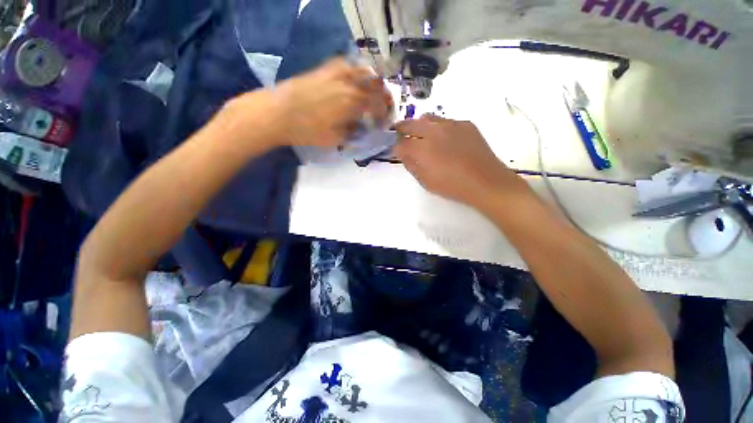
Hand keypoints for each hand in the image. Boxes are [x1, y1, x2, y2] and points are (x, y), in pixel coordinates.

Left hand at [272, 58, 392, 146]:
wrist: (277, 113)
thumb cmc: (307, 131)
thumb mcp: (335, 139)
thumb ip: (353, 132)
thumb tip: (360, 127)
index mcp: (354, 102)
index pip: (379, 105)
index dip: (384, 115)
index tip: (382, 123)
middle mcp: (349, 83)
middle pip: (376, 84)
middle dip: (384, 96)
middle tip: (381, 107)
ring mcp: (336, 72)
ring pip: (364, 70)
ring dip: (372, 82)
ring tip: (370, 94)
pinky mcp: (324, 69)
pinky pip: (346, 64)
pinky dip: (355, 72)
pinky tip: (352, 82)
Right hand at [394, 115, 529, 207]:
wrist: (486, 182)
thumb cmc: (453, 186)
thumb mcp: (426, 182)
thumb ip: (412, 165)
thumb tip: (403, 154)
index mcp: (422, 149)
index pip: (401, 143)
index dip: (395, 147)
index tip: (395, 150)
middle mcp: (434, 132)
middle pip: (410, 124)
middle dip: (401, 129)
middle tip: (399, 134)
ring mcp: (451, 125)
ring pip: (428, 118)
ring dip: (419, 125)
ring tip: (421, 134)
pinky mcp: (465, 124)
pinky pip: (446, 121)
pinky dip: (438, 127)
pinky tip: (443, 138)